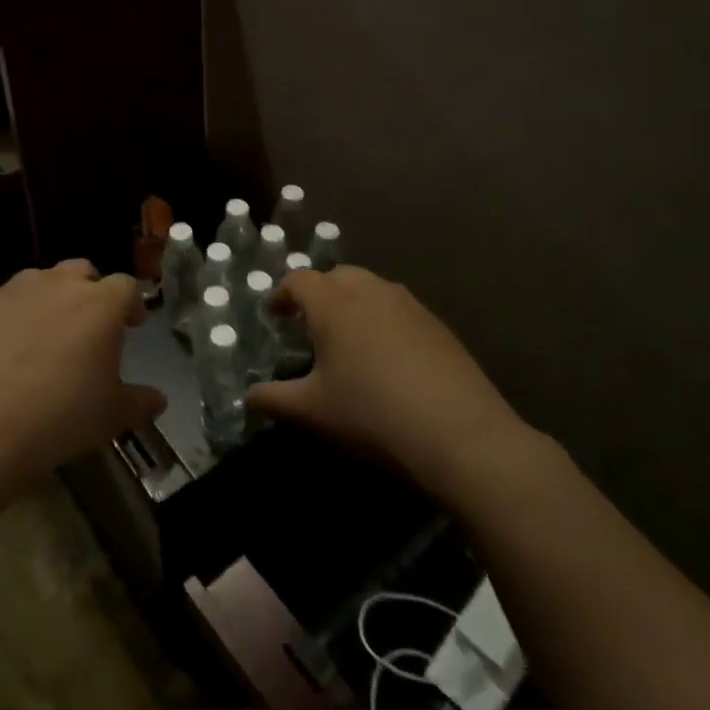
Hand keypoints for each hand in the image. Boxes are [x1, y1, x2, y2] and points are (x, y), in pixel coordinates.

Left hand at [0, 261, 164, 491]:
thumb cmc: (61, 416)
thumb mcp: (112, 416)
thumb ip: (140, 402)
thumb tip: (159, 400)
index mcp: (99, 304)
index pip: (125, 286)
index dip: (131, 304)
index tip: (132, 326)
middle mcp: (57, 285)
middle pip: (80, 271)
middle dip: (88, 291)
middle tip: (87, 325)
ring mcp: (12, 291)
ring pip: (37, 281)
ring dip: (46, 299)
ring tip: (41, 336)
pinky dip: (5, 321)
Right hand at [248, 266, 527, 480]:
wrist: (460, 433)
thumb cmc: (372, 414)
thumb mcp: (313, 411)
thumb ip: (274, 400)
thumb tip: (249, 397)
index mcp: (333, 303)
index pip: (299, 281)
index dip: (283, 295)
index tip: (275, 315)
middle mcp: (370, 291)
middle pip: (337, 276)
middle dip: (319, 293)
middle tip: (310, 324)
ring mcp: (409, 304)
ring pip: (371, 288)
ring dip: (353, 303)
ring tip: (348, 338)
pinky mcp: (438, 324)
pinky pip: (399, 308)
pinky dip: (383, 320)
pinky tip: (388, 357)